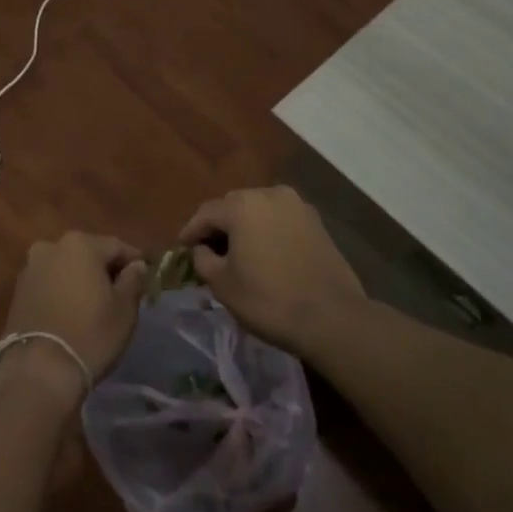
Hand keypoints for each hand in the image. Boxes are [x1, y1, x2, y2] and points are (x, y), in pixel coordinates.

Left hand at [0, 232, 146, 399]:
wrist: (38, 370)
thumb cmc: (90, 334)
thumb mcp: (125, 308)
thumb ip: (134, 279)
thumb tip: (136, 265)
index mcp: (81, 244)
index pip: (117, 247)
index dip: (135, 262)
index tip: (146, 278)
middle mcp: (52, 246)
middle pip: (88, 253)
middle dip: (105, 270)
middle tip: (121, 293)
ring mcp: (31, 268)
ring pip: (66, 268)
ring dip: (81, 280)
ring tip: (95, 305)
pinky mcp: (18, 291)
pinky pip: (49, 283)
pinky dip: (62, 291)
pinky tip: (71, 312)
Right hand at [179, 186, 366, 351]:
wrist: (331, 317)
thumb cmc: (268, 299)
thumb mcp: (222, 284)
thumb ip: (203, 259)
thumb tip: (202, 250)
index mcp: (242, 205)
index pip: (206, 213)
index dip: (190, 232)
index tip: (181, 249)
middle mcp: (270, 194)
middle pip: (233, 207)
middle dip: (219, 227)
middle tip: (207, 251)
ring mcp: (298, 206)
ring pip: (259, 212)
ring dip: (245, 228)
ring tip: (237, 252)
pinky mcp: (317, 222)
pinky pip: (281, 221)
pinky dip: (268, 232)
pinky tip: (265, 254)